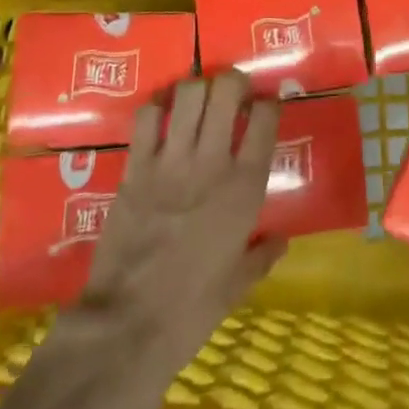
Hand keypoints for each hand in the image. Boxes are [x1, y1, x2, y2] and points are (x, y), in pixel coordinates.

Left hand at [60, 71, 286, 383]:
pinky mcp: (136, 166)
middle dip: (233, 81)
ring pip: (189, 92)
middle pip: (227, 89)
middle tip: (232, 94)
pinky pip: (147, 116)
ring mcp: (171, 160)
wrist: (127, 327)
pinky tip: (162, 116)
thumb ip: (262, 256)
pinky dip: (157, 107)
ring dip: (197, 89)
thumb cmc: (191, 311)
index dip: (269, 103)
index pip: (266, 117)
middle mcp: (212, 162)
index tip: (265, 107)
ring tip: (198, 102)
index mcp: (245, 188)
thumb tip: (281, 241)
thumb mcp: (237, 286)